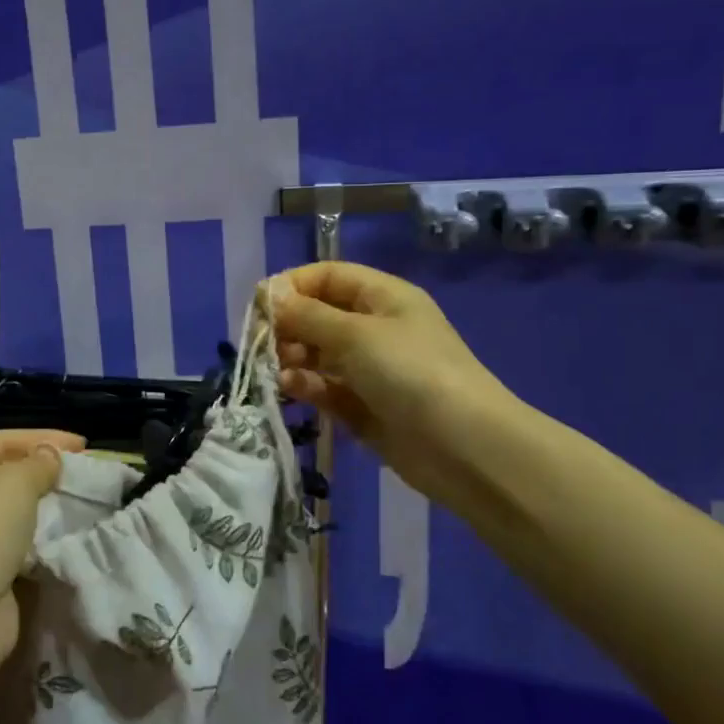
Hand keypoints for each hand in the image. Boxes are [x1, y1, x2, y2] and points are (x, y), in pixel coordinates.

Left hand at [0, 429, 82, 662]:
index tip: (85, 445)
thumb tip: (49, 458)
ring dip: (42, 507)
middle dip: (43, 472)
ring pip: (9, 511)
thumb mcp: (13, 483)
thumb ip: (37, 464)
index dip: (43, 437)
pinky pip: (13, 545)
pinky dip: (37, 540)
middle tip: (84, 473)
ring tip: (81, 501)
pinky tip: (65, 535)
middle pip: (2, 473)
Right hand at [267, 263, 523, 506]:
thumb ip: (306, 315)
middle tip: (264, 345)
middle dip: (288, 326)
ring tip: (278, 370)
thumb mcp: (355, 334)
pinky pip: (326, 388)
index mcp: (383, 297)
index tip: (259, 306)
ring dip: (293, 358)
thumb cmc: (411, 373)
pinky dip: (307, 386)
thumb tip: (268, 294)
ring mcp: (370, 370)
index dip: (292, 285)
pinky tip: (291, 389)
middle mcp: (376, 328)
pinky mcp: (364, 407)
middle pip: (318, 315)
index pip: (327, 276)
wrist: (464, 447)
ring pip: (318, 354)